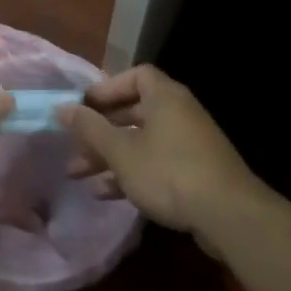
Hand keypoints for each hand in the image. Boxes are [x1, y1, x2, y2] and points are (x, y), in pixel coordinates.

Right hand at [64, 66, 262, 239]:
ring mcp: (189, 143)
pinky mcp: (195, 171)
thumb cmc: (169, 172)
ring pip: (141, 141)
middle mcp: (179, 113)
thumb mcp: (121, 151)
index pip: (135, 76)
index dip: (107, 88)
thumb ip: (90, 128)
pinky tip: (105, 194)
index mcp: (165, 96)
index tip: (83, 107)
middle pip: (134, 111)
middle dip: (100, 129)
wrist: (228, 215)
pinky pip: (155, 163)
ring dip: (109, 155)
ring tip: (77, 174)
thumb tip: (62, 107)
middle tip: (73, 145)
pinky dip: (131, 172)